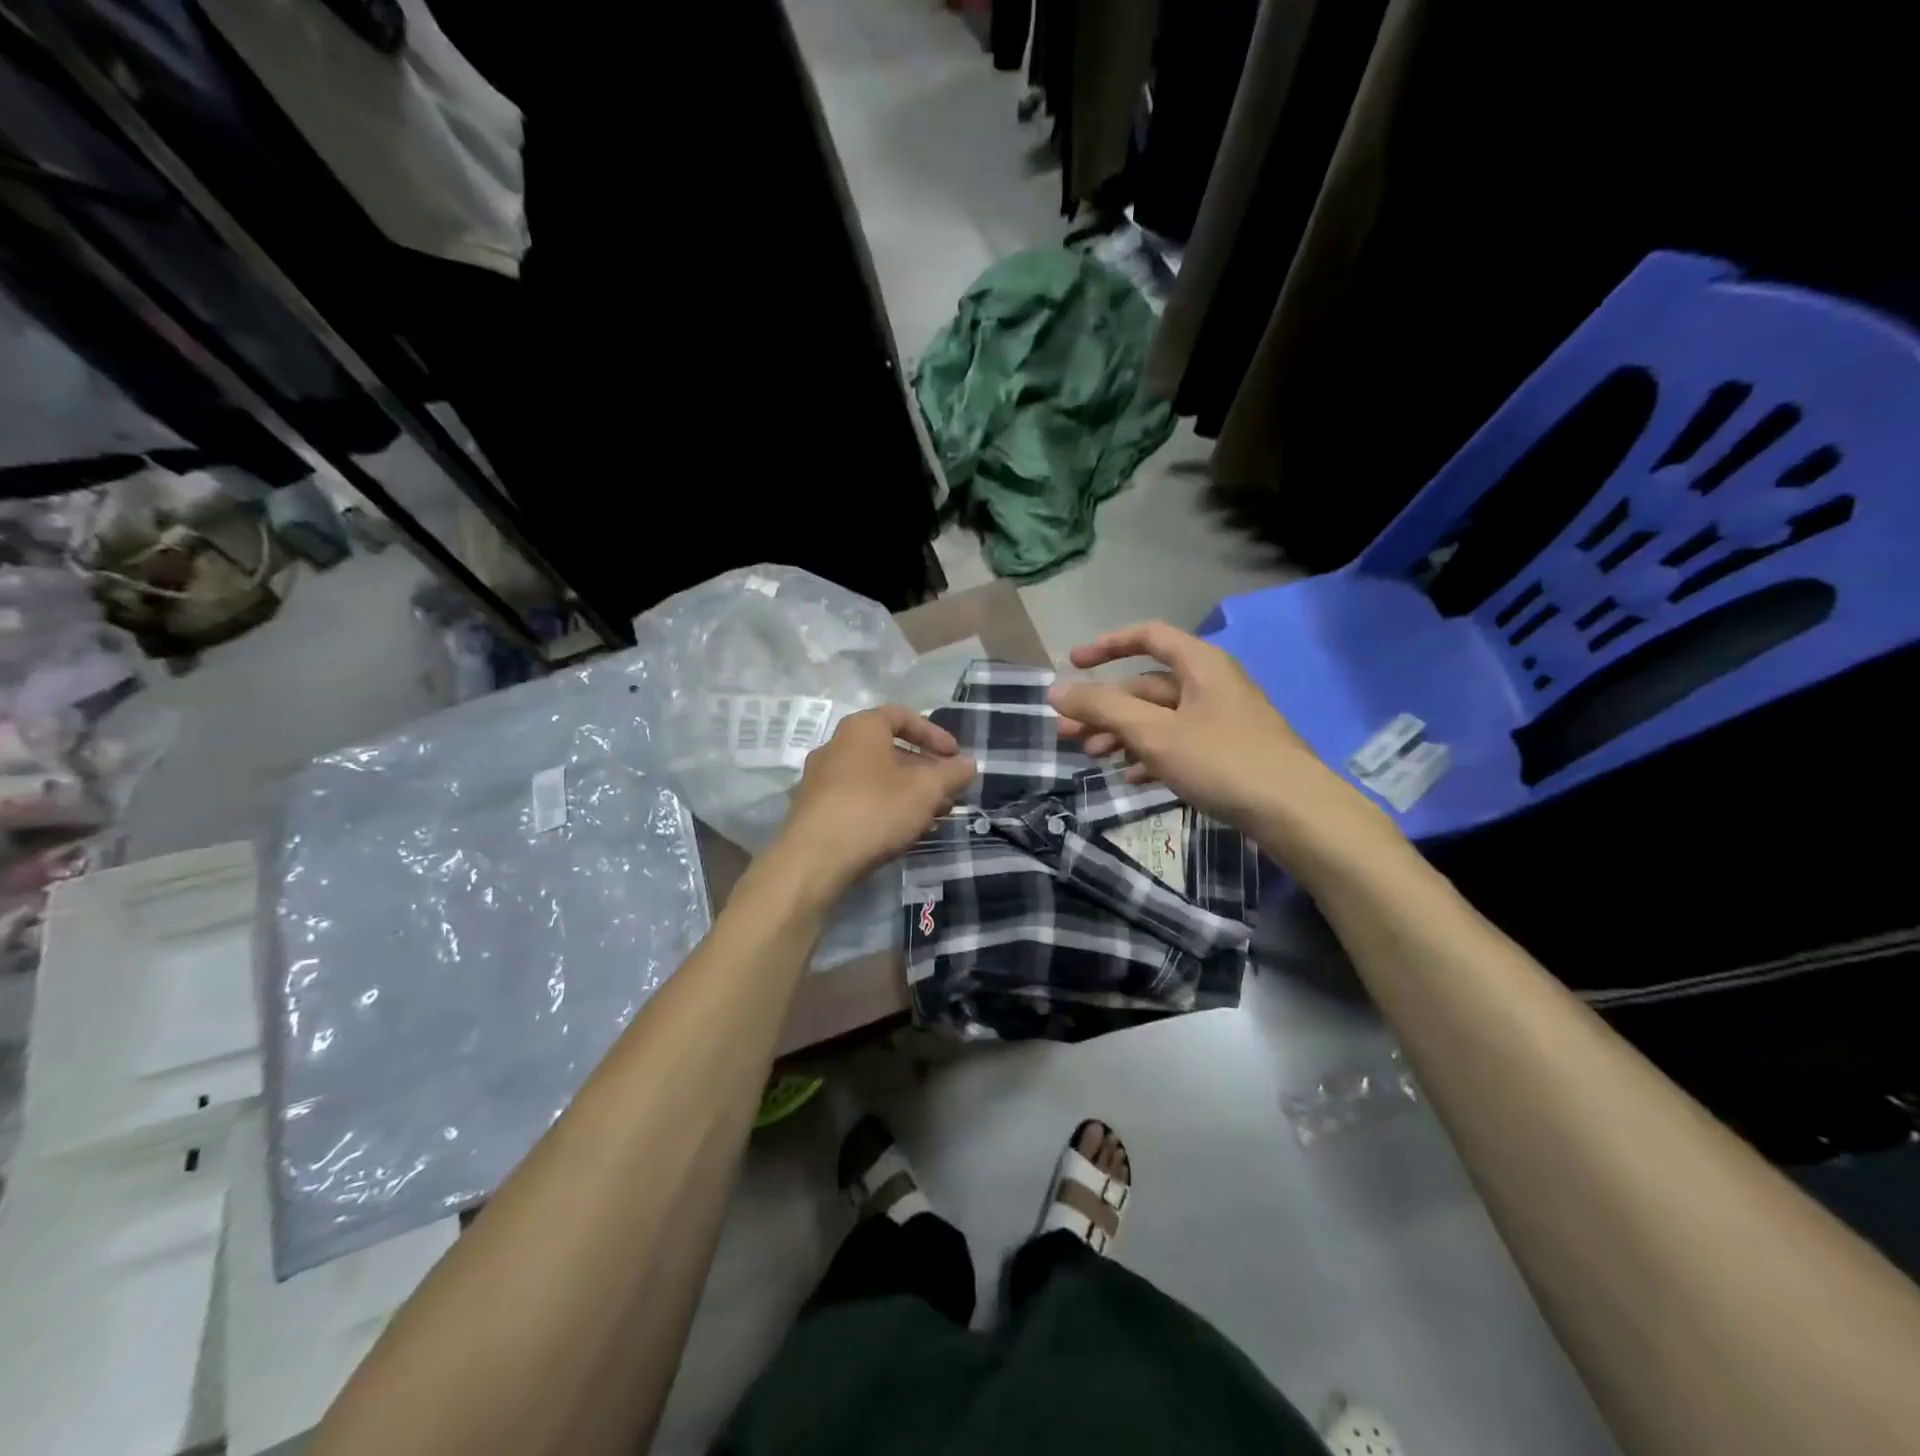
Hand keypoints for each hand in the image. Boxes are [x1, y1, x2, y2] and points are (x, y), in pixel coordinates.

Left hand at [772, 705, 975, 897]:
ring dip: (907, 791)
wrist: (814, 859)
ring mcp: (821, 778)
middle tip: (947, 791)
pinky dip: (884, 806)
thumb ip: (952, 773)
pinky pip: (858, 798)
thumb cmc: (875, 809)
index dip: (934, 734)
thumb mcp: (926, 790)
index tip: (955, 756)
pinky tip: (901, 831)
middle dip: (924, 769)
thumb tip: (969, 763)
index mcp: (861, 728)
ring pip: (875, 776)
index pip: (902, 716)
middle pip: (889, 749)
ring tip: (931, 816)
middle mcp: (836, 745)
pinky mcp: (815, 809)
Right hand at [1048, 622, 1396, 876]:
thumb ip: (1103, 708)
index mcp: (1201, 665)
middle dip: (1104, 708)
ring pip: (1159, 718)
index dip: (1106, 646)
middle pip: (1146, 686)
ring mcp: (1221, 721)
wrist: (1296, 813)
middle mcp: (1211, 685)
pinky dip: (1150, 755)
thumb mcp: (1155, 733)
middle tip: (1066, 734)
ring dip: (1122, 734)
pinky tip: (1130, 777)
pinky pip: (1177, 744)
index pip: (1148, 636)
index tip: (1072, 664)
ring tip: (1093, 757)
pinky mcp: (1227, 753)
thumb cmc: (1223, 761)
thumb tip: (1055, 690)